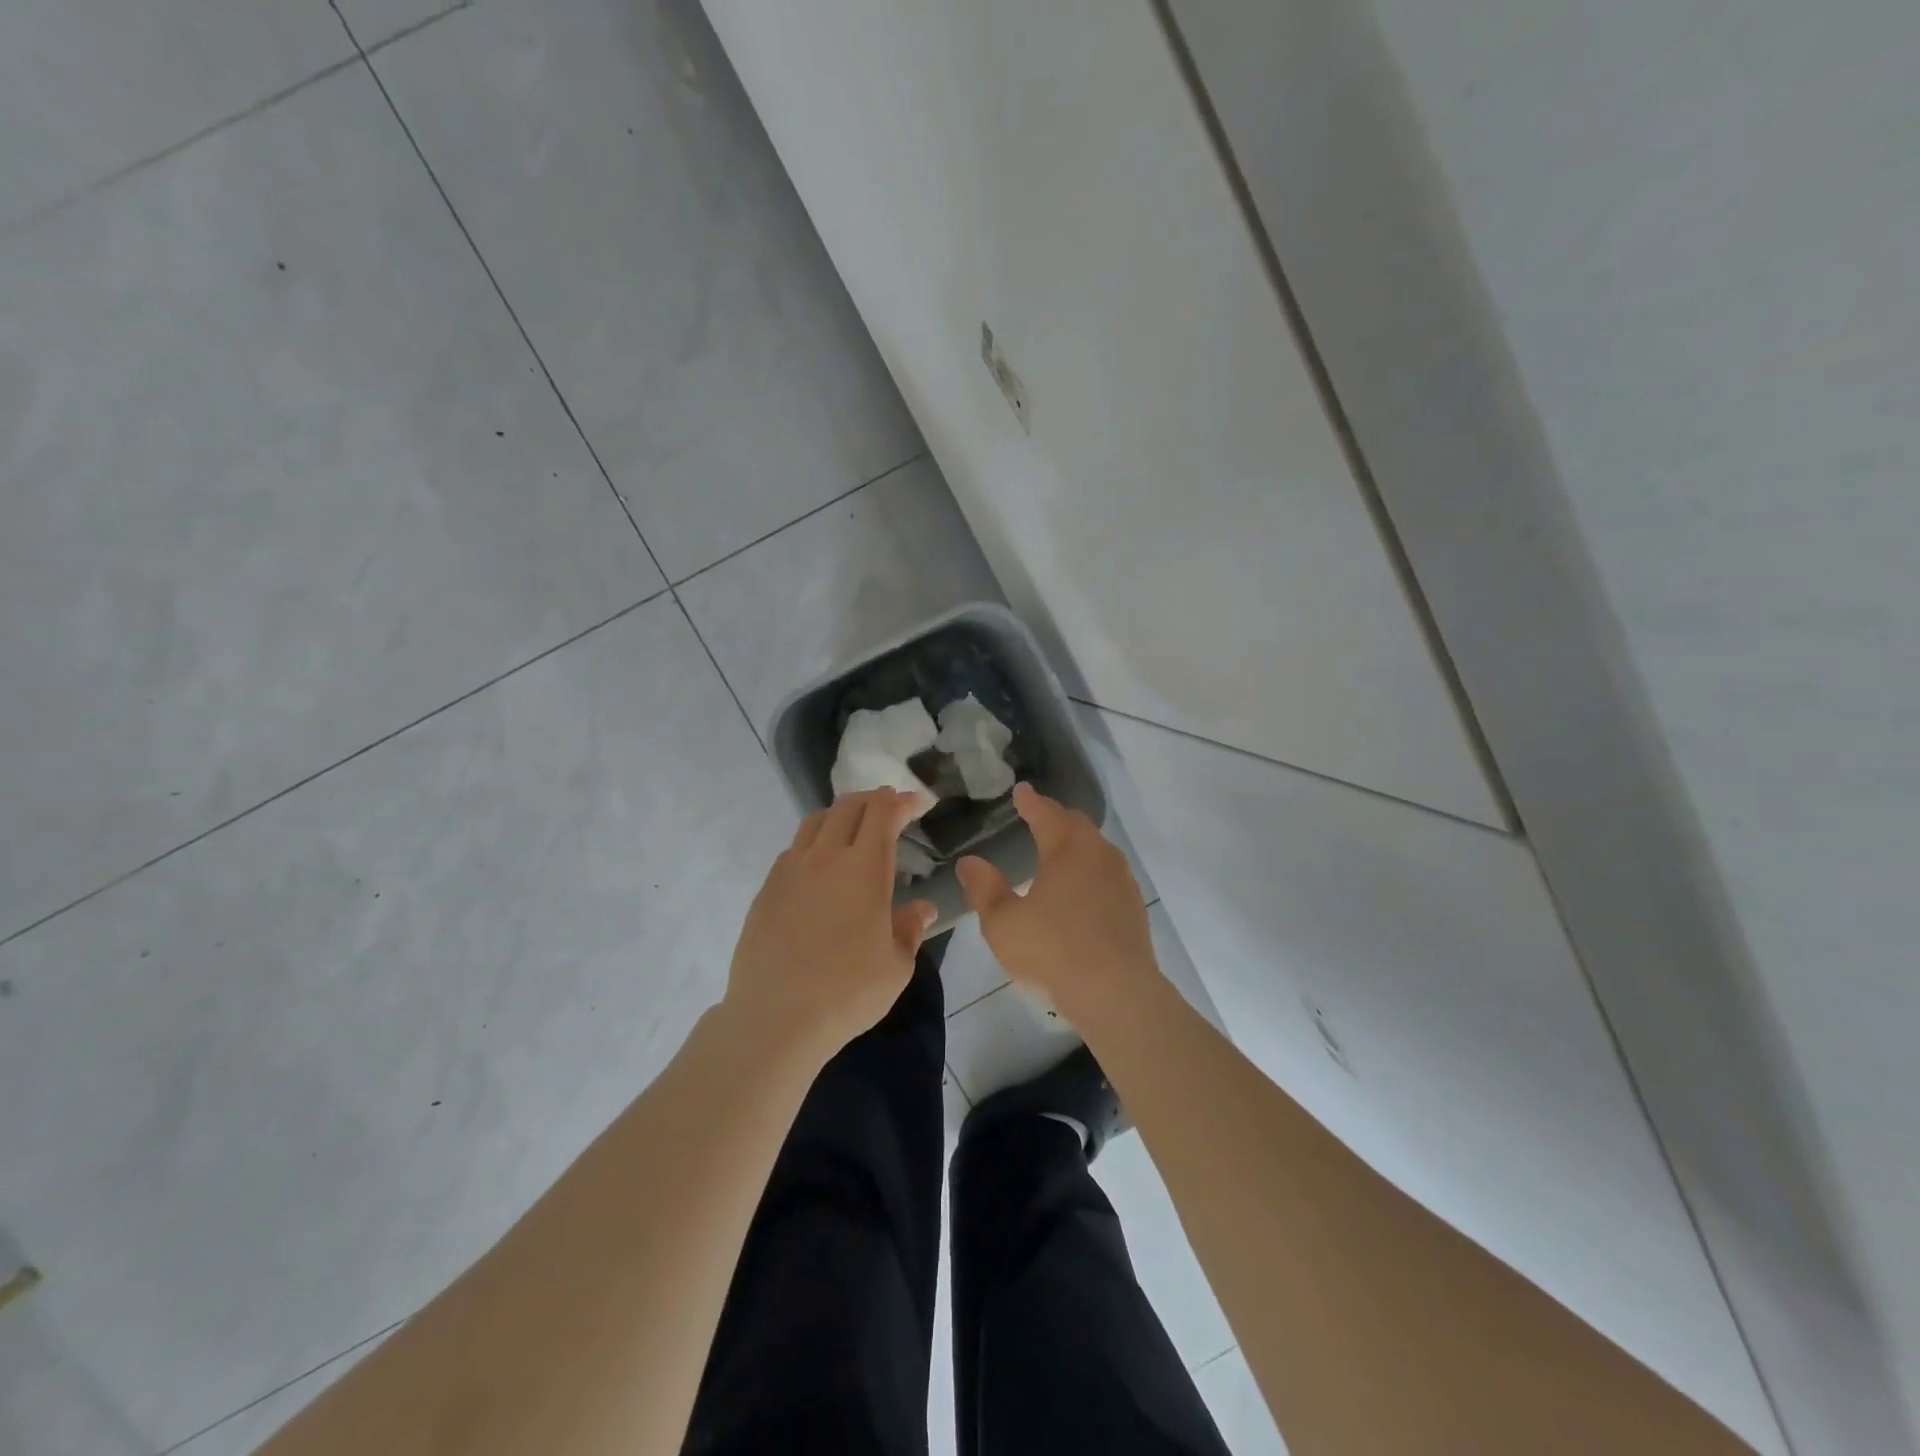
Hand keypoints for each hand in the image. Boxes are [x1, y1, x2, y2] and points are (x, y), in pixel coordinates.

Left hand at [724, 788, 936, 1064]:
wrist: (775, 1018)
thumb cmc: (847, 992)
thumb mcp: (896, 966)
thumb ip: (910, 929)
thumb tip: (923, 908)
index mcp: (864, 868)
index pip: (883, 813)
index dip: (902, 801)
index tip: (917, 802)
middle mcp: (825, 857)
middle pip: (848, 806)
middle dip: (873, 799)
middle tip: (890, 807)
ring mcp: (790, 870)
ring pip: (816, 821)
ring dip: (841, 814)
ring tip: (854, 826)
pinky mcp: (767, 889)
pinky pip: (794, 848)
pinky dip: (815, 841)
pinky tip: (820, 865)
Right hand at [955, 783, 1159, 1024]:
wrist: (1117, 993)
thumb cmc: (1053, 952)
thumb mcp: (1003, 923)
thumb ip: (984, 889)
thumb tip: (969, 862)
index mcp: (1067, 849)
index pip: (1046, 813)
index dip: (1031, 801)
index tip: (1022, 791)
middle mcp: (1099, 854)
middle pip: (1077, 824)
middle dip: (1056, 817)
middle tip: (1038, 816)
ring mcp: (1122, 880)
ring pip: (1096, 848)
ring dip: (1076, 843)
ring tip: (1058, 851)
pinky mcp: (1134, 906)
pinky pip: (1108, 873)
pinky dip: (1091, 869)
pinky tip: (1081, 889)